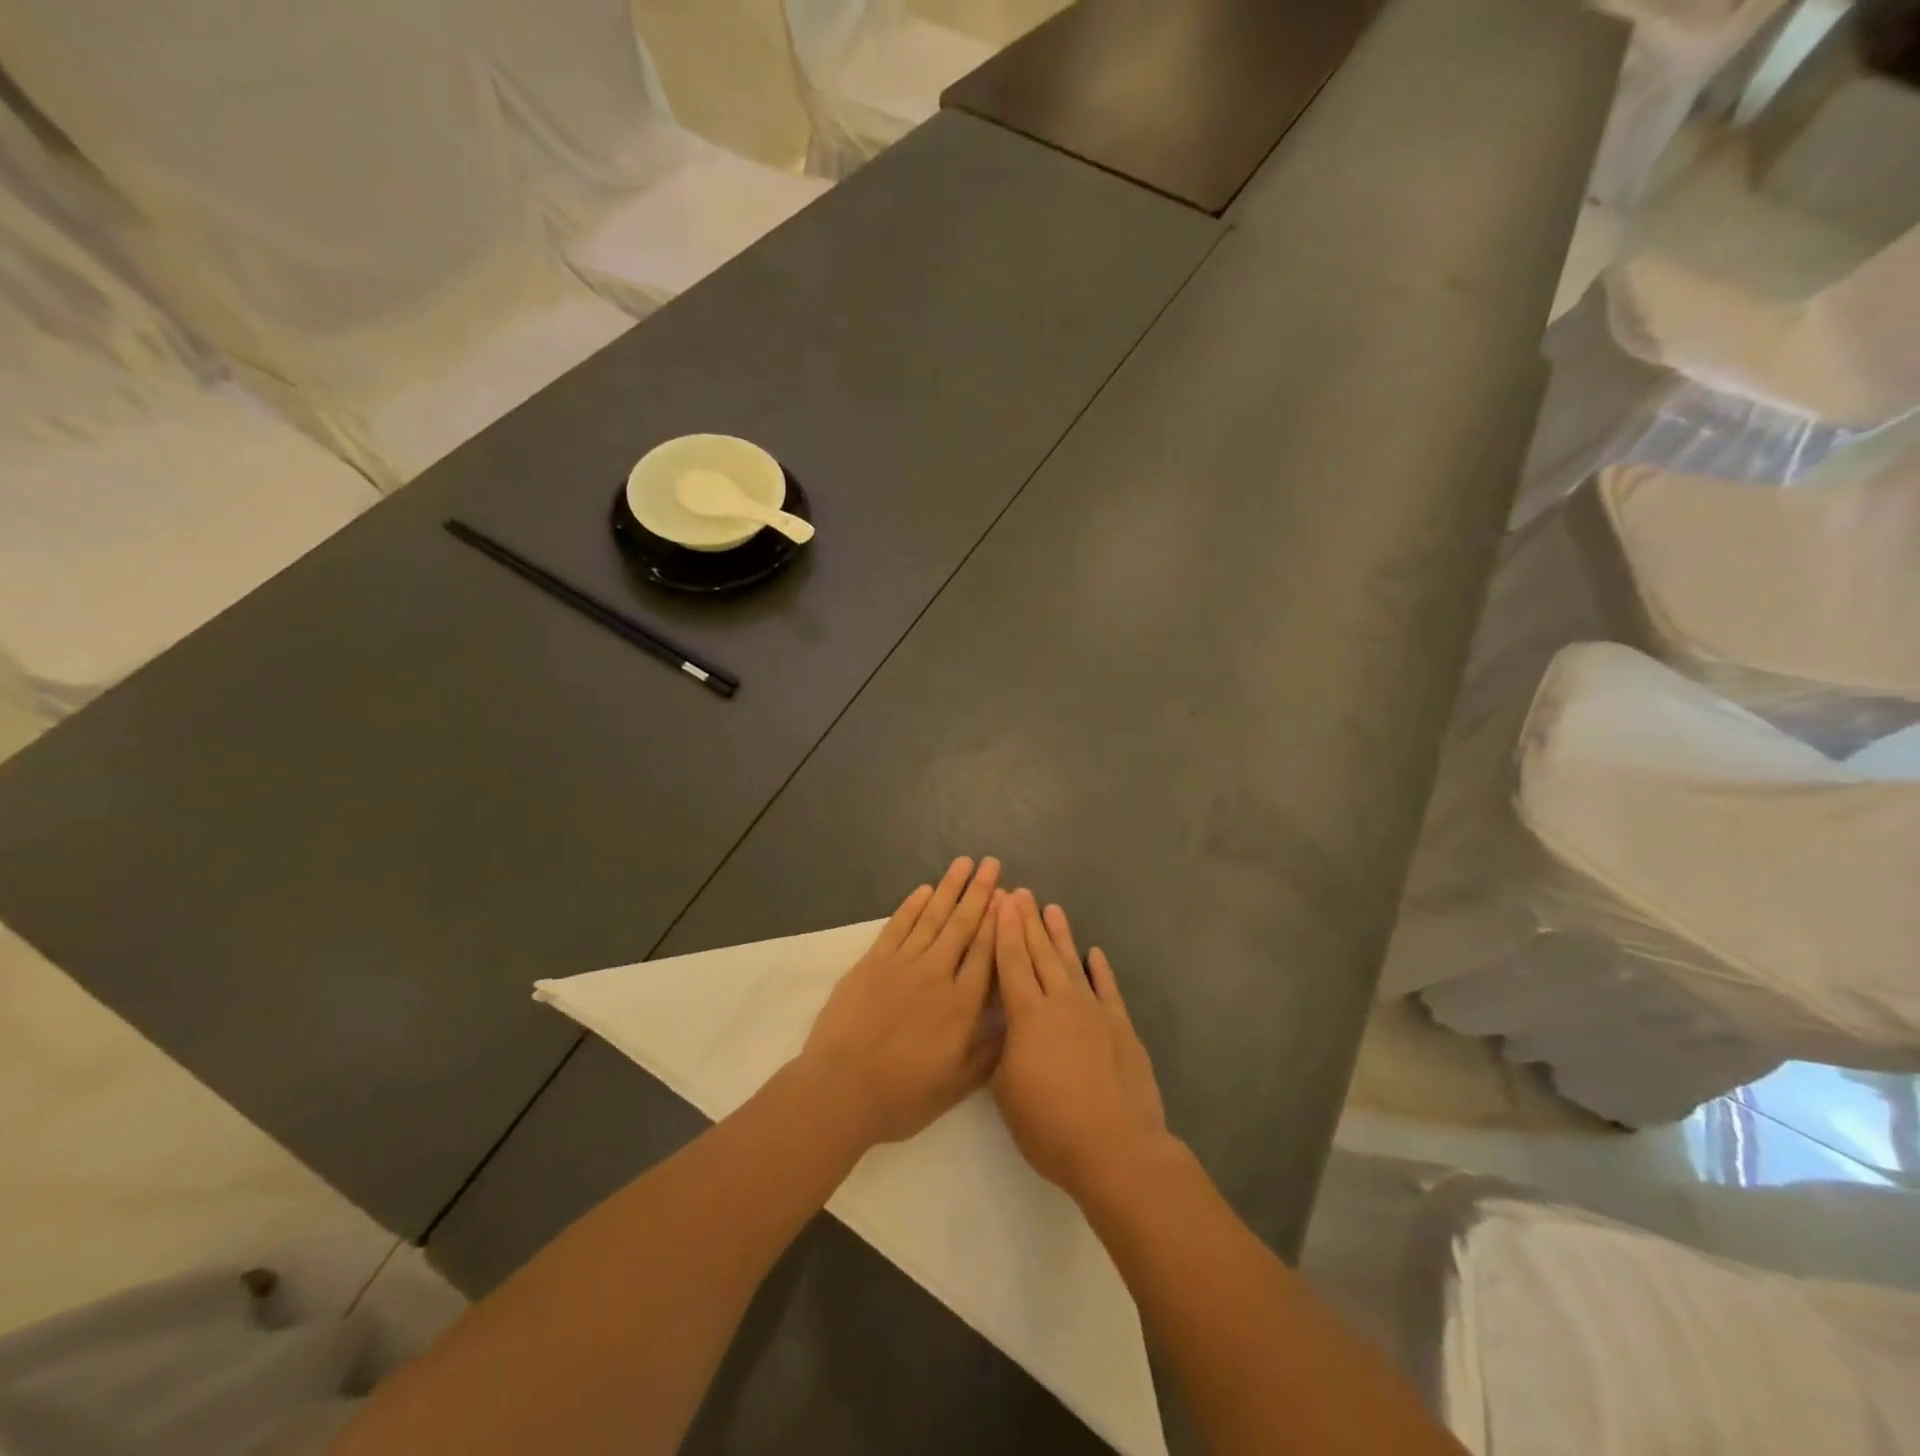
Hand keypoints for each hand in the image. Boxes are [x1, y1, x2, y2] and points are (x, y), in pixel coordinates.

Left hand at [798, 856, 1003, 1147]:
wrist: (840, 1089)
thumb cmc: (902, 1094)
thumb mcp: (957, 1085)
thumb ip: (988, 1050)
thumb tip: (1013, 1018)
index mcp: (961, 1004)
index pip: (986, 951)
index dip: (998, 921)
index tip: (1009, 895)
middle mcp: (936, 974)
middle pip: (962, 925)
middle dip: (979, 892)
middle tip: (992, 863)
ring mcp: (902, 964)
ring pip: (931, 917)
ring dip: (949, 888)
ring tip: (964, 863)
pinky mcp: (872, 962)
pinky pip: (897, 926)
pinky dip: (912, 906)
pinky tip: (924, 890)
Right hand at [991, 891, 1170, 1202]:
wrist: (1115, 1147)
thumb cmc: (1050, 1125)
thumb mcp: (1006, 1091)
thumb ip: (1003, 1050)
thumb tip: (1006, 1027)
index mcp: (1027, 1014)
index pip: (1011, 961)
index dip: (1003, 930)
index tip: (1001, 901)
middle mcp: (1060, 1001)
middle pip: (1040, 953)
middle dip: (1028, 921)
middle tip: (1021, 893)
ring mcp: (1094, 1011)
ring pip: (1073, 963)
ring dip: (1061, 935)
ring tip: (1052, 909)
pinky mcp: (1120, 1027)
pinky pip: (1108, 988)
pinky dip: (1101, 969)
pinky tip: (1095, 953)